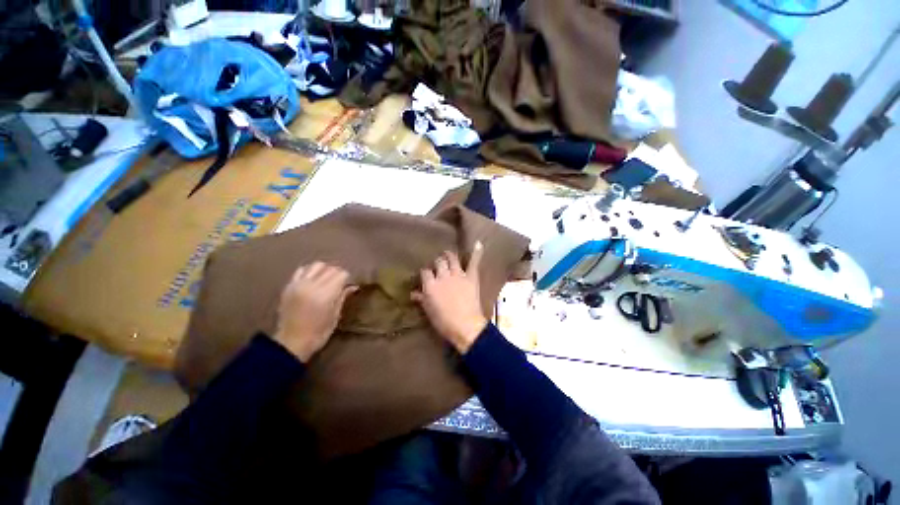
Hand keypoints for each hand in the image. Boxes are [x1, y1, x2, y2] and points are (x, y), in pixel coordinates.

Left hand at [274, 262, 356, 362]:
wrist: (291, 343)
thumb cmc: (319, 333)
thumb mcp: (335, 316)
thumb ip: (342, 297)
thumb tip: (353, 286)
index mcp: (325, 294)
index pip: (341, 274)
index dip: (347, 279)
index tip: (347, 286)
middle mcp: (311, 285)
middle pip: (330, 268)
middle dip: (338, 273)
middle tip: (339, 283)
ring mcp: (298, 284)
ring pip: (316, 265)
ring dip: (325, 270)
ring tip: (326, 279)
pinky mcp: (289, 286)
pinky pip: (301, 270)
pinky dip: (310, 271)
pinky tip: (313, 279)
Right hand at [412, 241, 487, 353]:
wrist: (465, 325)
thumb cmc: (444, 322)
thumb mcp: (429, 311)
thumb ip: (421, 299)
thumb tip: (413, 293)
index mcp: (431, 285)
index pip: (425, 272)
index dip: (425, 272)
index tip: (426, 274)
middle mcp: (443, 276)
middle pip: (438, 262)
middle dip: (437, 262)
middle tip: (438, 264)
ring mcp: (457, 275)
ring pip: (452, 259)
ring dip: (449, 256)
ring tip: (448, 254)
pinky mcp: (471, 277)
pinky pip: (473, 262)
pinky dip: (476, 253)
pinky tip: (478, 243)